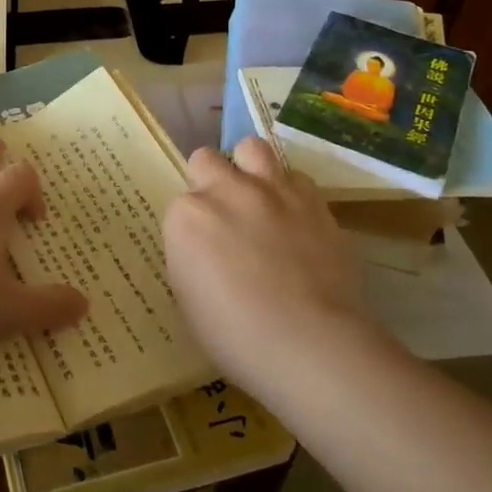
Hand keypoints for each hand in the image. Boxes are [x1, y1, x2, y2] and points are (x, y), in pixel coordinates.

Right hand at [163, 139, 379, 387]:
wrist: (309, 342)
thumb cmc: (236, 335)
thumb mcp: (188, 298)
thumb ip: (190, 257)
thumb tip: (204, 247)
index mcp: (187, 216)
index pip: (179, 203)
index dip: (191, 224)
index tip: (201, 247)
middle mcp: (226, 190)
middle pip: (207, 160)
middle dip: (211, 180)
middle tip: (224, 213)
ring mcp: (272, 190)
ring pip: (252, 148)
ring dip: (250, 167)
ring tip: (258, 196)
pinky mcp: (312, 200)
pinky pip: (296, 178)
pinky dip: (290, 192)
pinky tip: (295, 218)